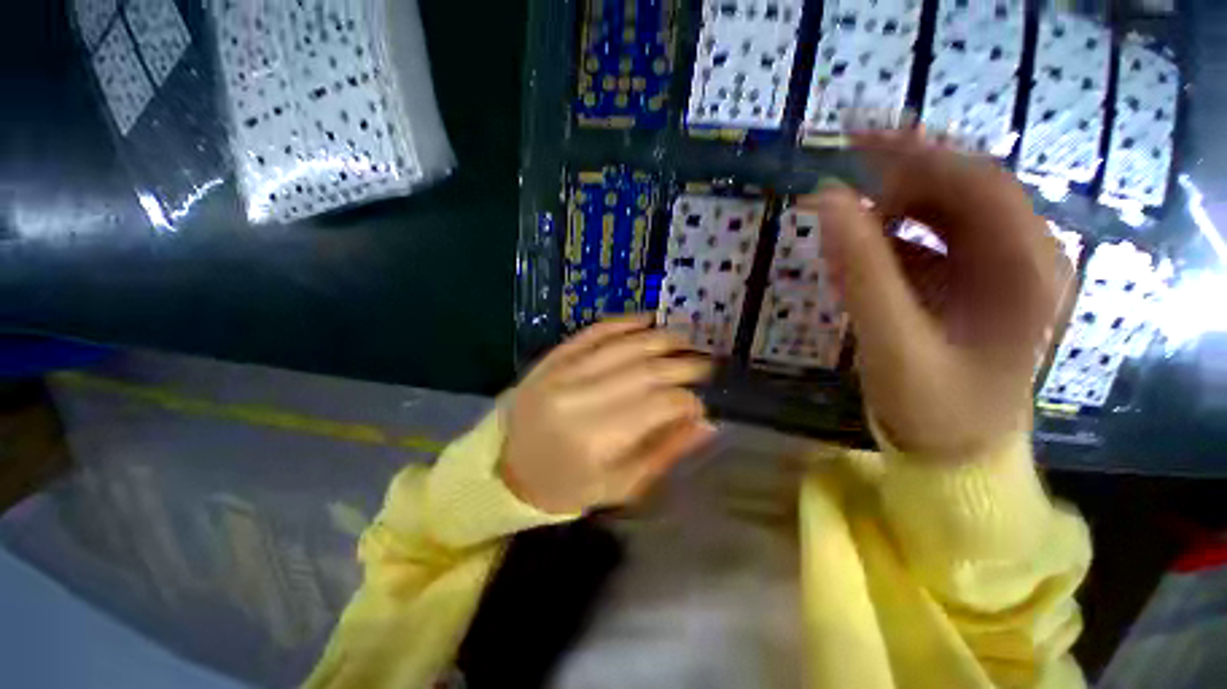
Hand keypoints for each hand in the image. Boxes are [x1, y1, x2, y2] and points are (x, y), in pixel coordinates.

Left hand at [500, 315, 716, 513]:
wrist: (505, 469)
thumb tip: (706, 423)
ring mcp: (561, 372)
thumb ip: (664, 453)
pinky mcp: (552, 358)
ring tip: (685, 340)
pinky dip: (623, 322)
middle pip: (645, 370)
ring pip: (624, 345)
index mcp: (596, 439)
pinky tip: (646, 319)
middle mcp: (579, 397)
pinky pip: (593, 332)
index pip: (659, 405)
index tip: (701, 403)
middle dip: (683, 364)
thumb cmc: (565, 487)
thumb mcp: (619, 487)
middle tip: (705, 364)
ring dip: (660, 338)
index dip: (688, 400)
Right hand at [800, 129, 1062, 460]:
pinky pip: (930, 245)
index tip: (859, 143)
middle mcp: (1024, 259)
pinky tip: (857, 258)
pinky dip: (889, 242)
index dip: (919, 155)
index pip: (980, 183)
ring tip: (843, 231)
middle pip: (964, 192)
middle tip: (842, 181)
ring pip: (944, 216)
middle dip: (901, 178)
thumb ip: (862, 272)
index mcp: (1028, 270)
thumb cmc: (935, 408)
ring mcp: (998, 272)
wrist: (957, 454)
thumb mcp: (893, 342)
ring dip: (890, 213)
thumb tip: (829, 201)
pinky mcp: (971, 286)